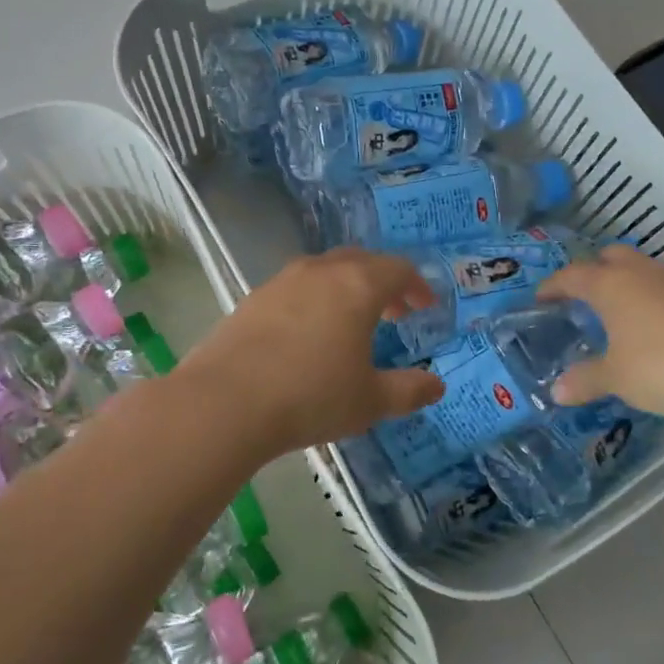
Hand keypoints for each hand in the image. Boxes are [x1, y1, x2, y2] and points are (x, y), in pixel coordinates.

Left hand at [174, 248, 445, 457]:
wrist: (226, 402)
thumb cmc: (311, 397)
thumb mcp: (370, 401)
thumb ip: (408, 391)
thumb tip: (436, 386)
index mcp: (358, 286)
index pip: (398, 269)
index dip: (417, 286)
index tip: (425, 307)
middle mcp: (321, 272)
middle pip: (361, 261)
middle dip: (383, 282)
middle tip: (394, 312)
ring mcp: (282, 282)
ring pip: (324, 271)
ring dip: (346, 288)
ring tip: (350, 323)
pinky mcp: (252, 299)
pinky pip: (295, 288)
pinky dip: (314, 300)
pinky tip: (307, 335)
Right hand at [537, 245, 663, 421]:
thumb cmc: (662, 366)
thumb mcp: (616, 378)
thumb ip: (585, 380)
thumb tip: (556, 392)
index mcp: (611, 285)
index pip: (572, 275)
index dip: (553, 286)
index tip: (540, 298)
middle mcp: (641, 274)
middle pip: (611, 257)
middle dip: (593, 271)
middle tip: (582, 298)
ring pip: (642, 271)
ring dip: (625, 286)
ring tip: (616, 315)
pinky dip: (651, 302)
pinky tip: (652, 330)